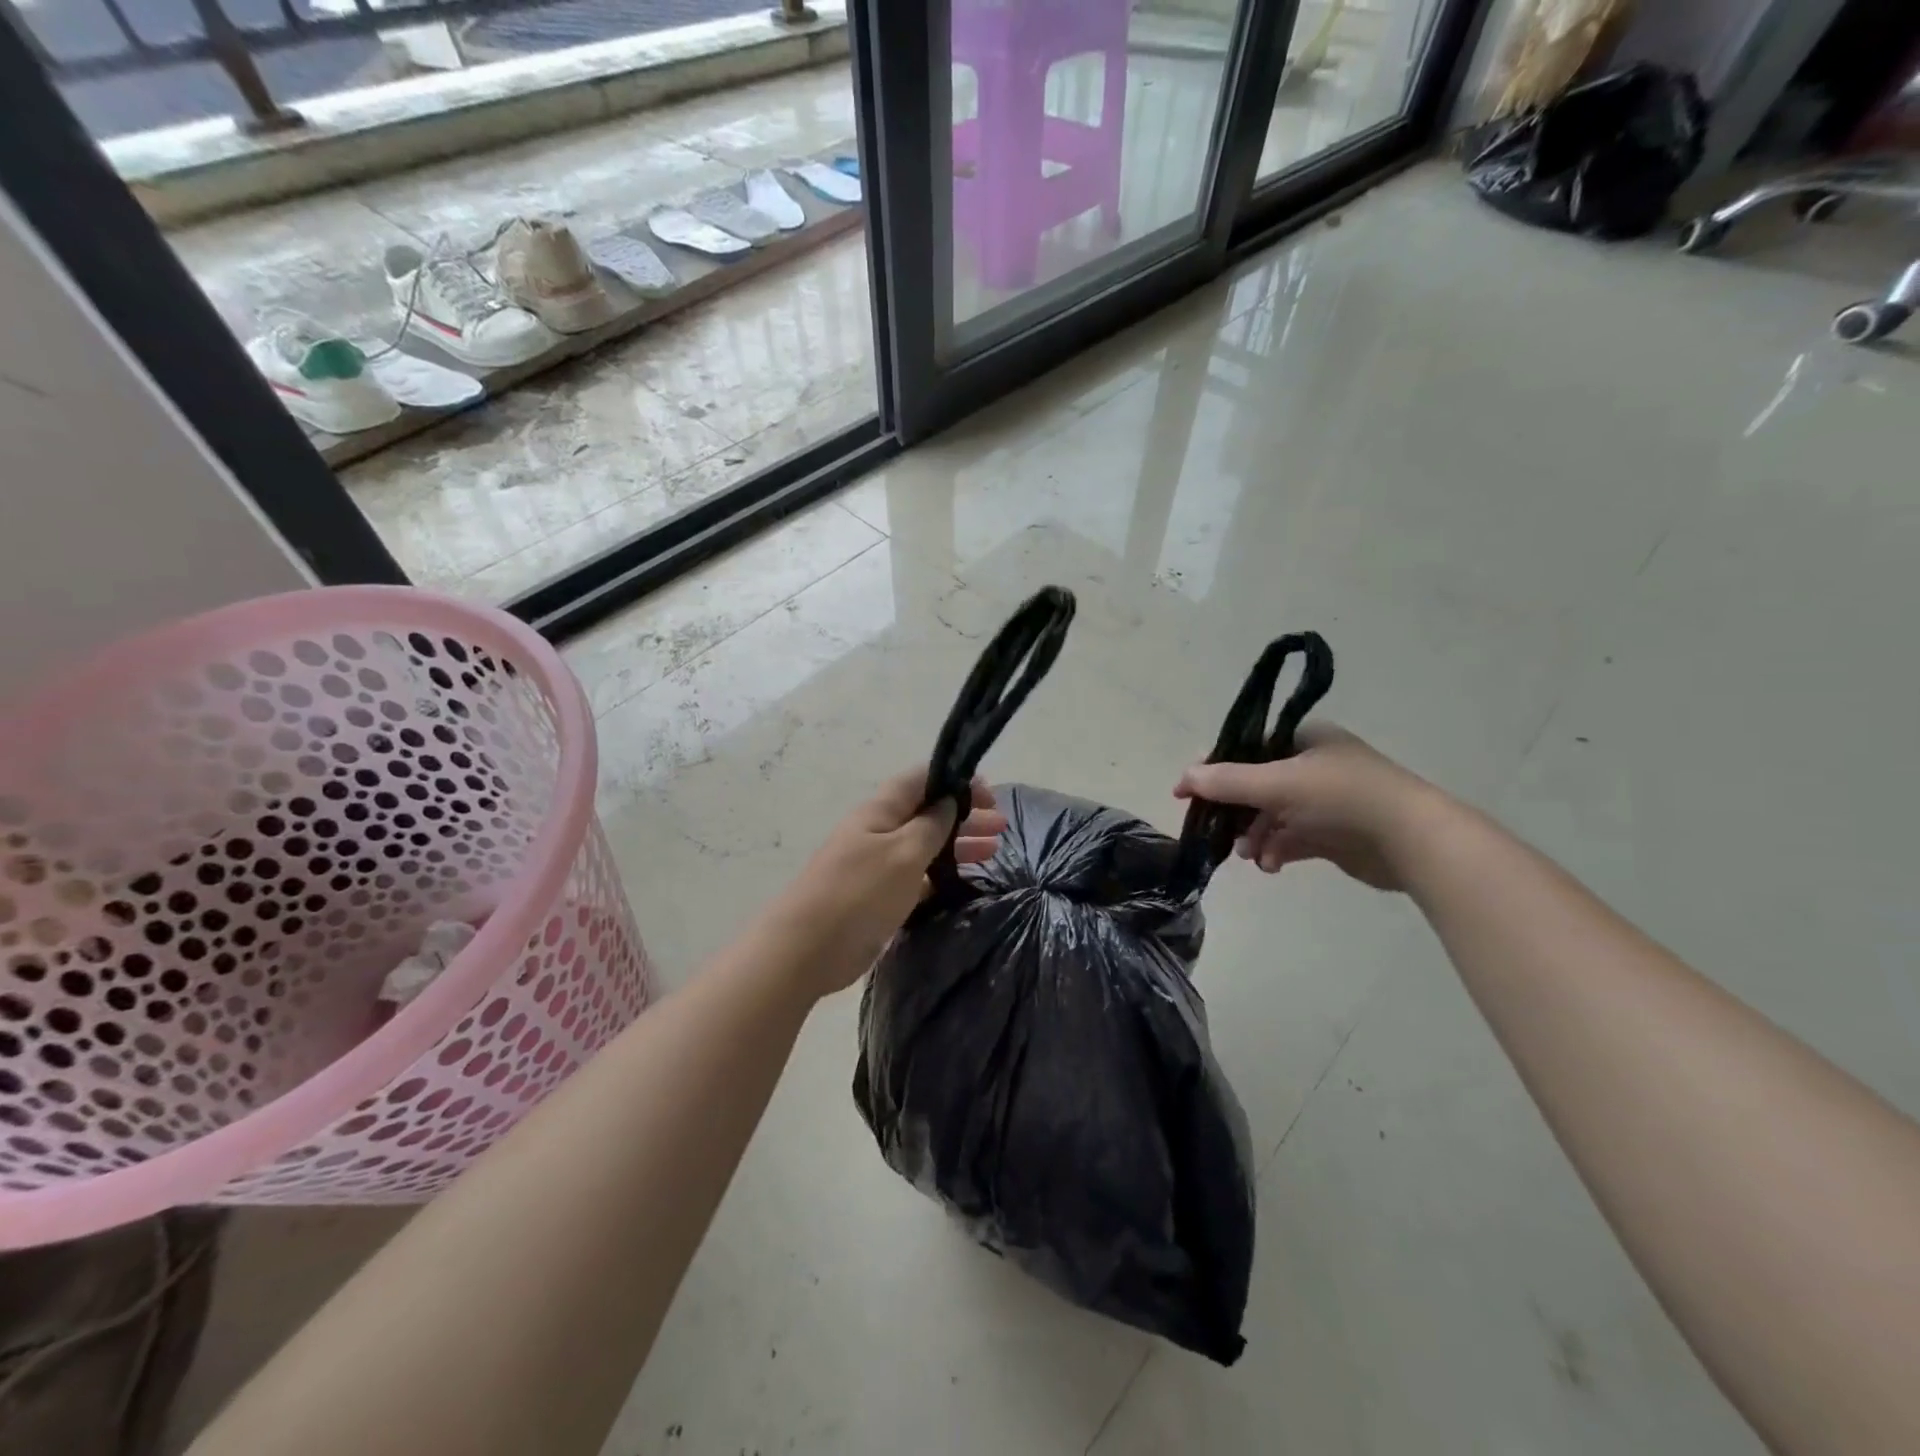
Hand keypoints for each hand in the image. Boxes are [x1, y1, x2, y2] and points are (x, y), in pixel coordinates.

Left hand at [761, 769, 1007, 997]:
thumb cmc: (858, 893)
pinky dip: (939, 875)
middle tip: (1001, 825)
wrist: (806, 949)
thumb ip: (931, 825)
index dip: (955, 779)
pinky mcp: (878, 897)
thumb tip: (950, 800)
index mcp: (880, 811)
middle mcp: (878, 832)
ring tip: (995, 850)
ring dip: (957, 844)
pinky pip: (916, 877)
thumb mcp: (903, 852)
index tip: (989, 793)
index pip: (920, 779)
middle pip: (927, 812)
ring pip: (924, 845)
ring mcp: (877, 865)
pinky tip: (962, 882)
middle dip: (964, 814)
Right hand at [1173, 724, 1445, 891]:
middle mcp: (1313, 766)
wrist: (1411, 840)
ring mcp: (1324, 801)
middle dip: (1235, 811)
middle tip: (1213, 829)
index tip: (1187, 793)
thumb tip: (1184, 777)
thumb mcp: (1277, 783)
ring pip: (1272, 816)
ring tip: (1249, 854)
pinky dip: (1276, 850)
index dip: (1215, 768)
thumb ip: (1228, 781)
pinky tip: (1270, 865)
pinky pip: (1291, 839)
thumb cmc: (1343, 797)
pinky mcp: (1332, 833)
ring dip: (1254, 835)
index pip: (1247, 748)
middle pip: (1256, 785)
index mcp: (1304, 739)